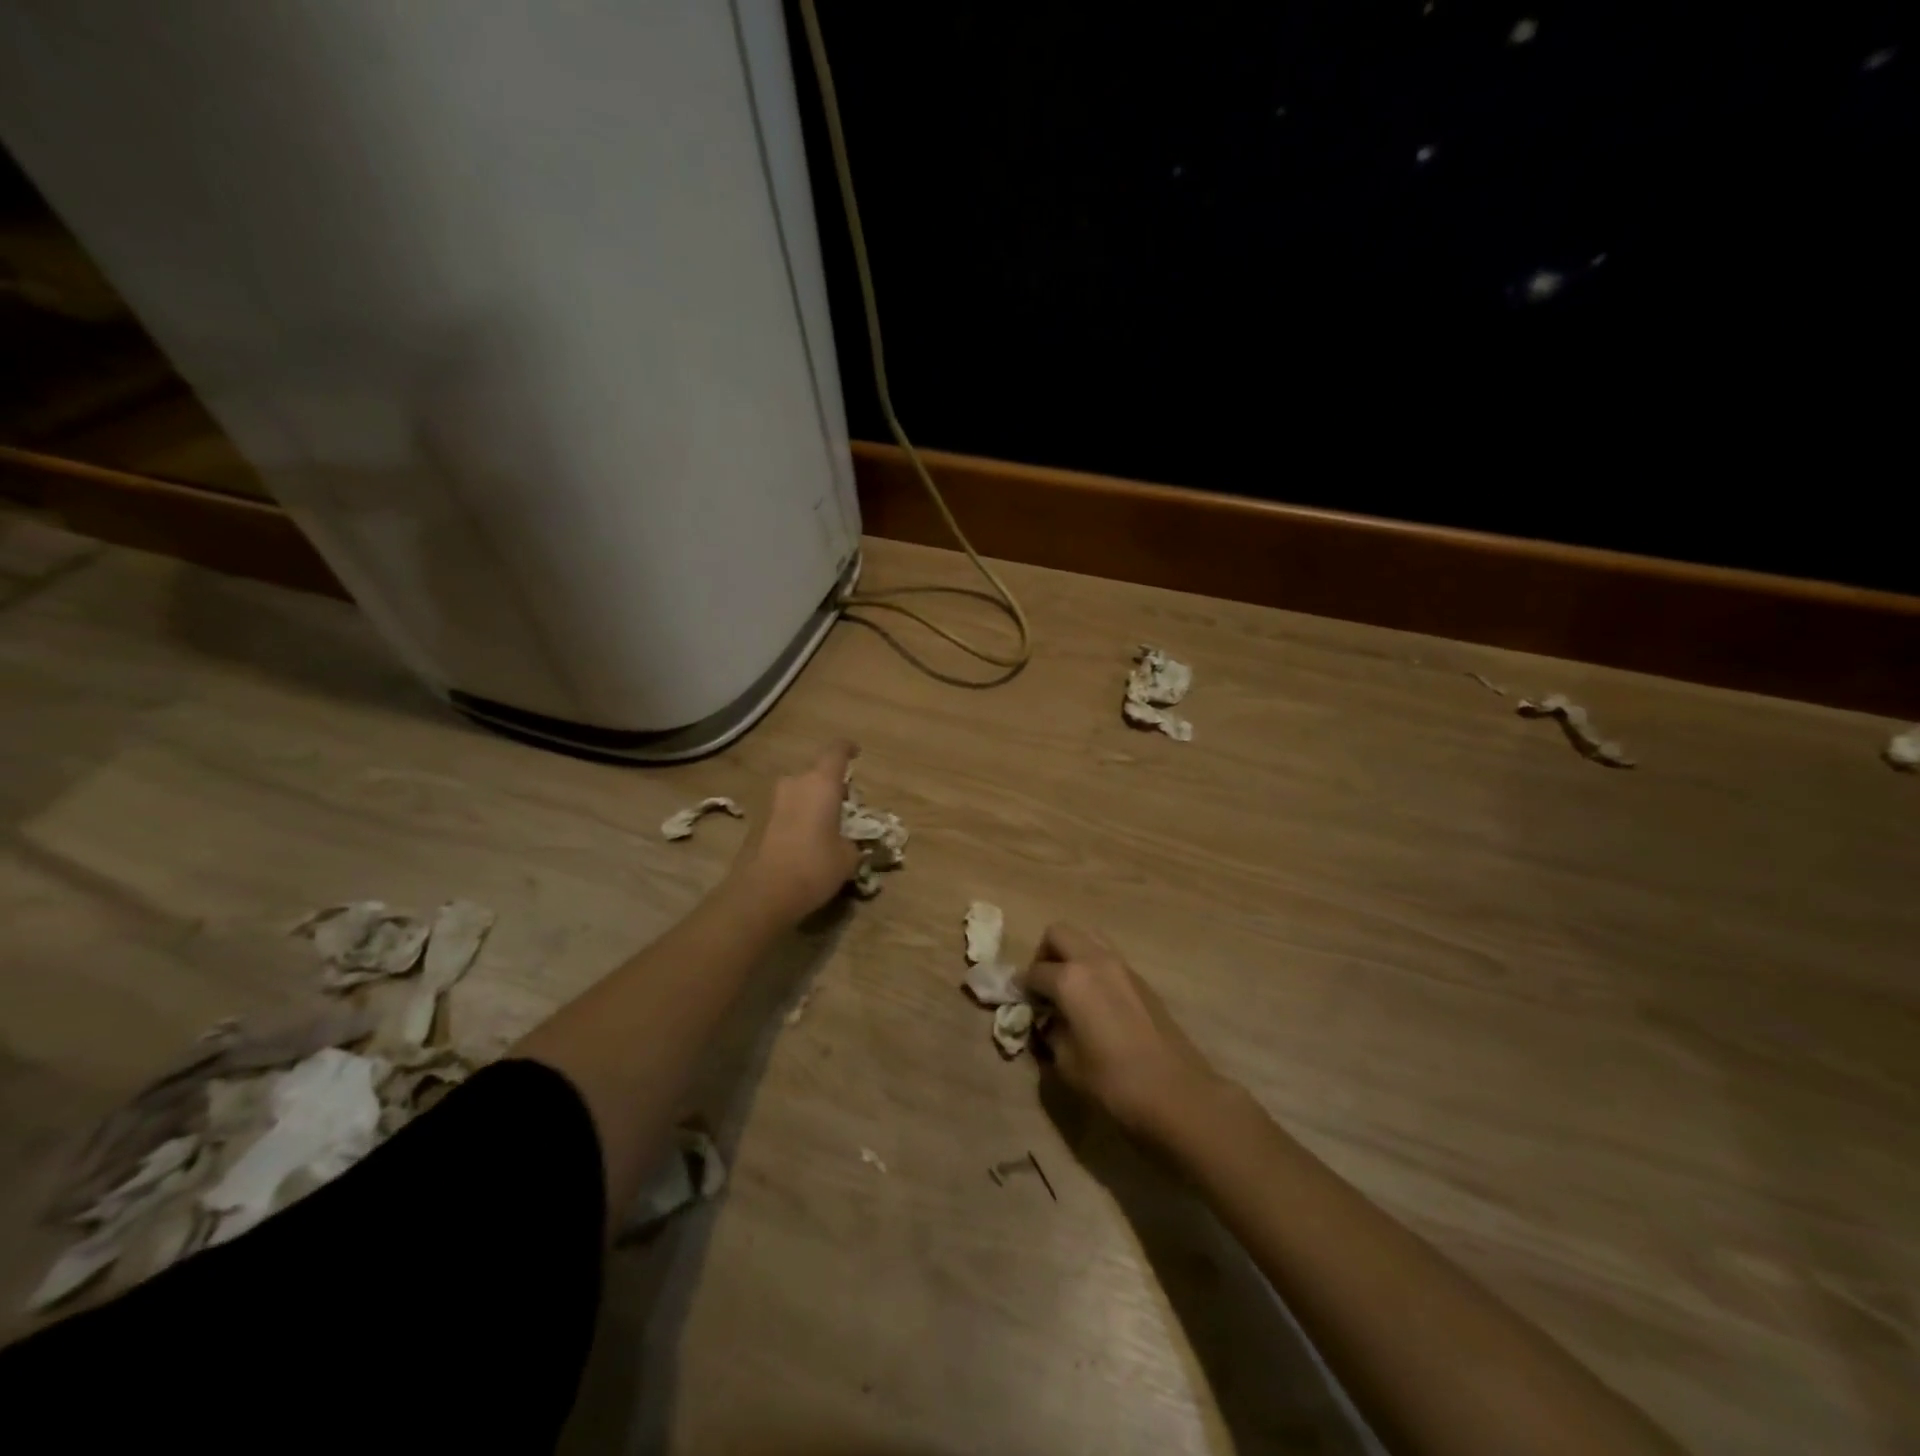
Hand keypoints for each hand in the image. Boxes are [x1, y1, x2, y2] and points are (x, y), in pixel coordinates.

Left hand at [731, 742, 862, 922]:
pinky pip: (785, 812)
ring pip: (798, 793)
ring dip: (811, 803)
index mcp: (820, 784)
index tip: (855, 752)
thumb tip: (845, 841)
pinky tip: (804, 843)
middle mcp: (794, 784)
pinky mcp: (757, 822)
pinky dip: (796, 820)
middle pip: (815, 774)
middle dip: (830, 786)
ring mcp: (771, 802)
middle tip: (844, 806)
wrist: (761, 894)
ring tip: (824, 827)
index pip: (836, 752)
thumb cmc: (814, 868)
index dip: (847, 749)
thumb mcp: (847, 858)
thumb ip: (851, 841)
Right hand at [1022, 923, 1229, 1143]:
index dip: (1023, 988)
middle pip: (1059, 934)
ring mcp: (1122, 966)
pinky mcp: (1141, 979)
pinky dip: (1093, 968)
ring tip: (1070, 989)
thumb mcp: (1067, 1065)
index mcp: (1070, 980)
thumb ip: (1050, 1034)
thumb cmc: (1114, 1083)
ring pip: (1087, 937)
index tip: (1022, 1005)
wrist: (1177, 1093)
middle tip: (1044, 987)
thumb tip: (1048, 1022)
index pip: (1034, 972)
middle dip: (1044, 955)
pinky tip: (1096, 1002)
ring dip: (1071, 954)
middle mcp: (1094, 961)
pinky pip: (1108, 957)